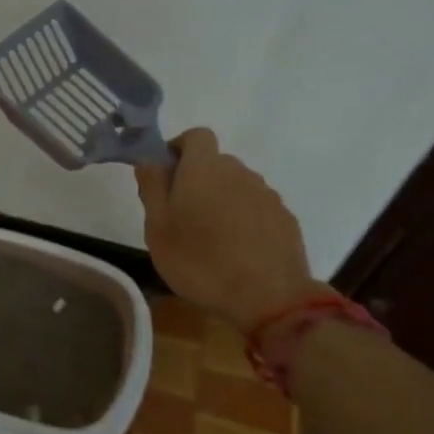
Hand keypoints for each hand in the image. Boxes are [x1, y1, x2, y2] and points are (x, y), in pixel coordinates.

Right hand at [135, 128, 322, 333]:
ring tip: (210, 239)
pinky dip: (243, 220)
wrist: (269, 297)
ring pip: (236, 186)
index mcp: (204, 168)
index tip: (167, 175)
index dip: (179, 148)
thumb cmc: (200, 262)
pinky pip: (256, 208)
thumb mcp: (158, 229)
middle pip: (215, 163)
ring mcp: (266, 194)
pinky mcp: (284, 218)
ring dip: (221, 201)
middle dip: (197, 180)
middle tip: (181, 216)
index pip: (196, 135)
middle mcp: (238, 172)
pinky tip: (237, 251)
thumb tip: (149, 160)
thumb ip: (152, 188)